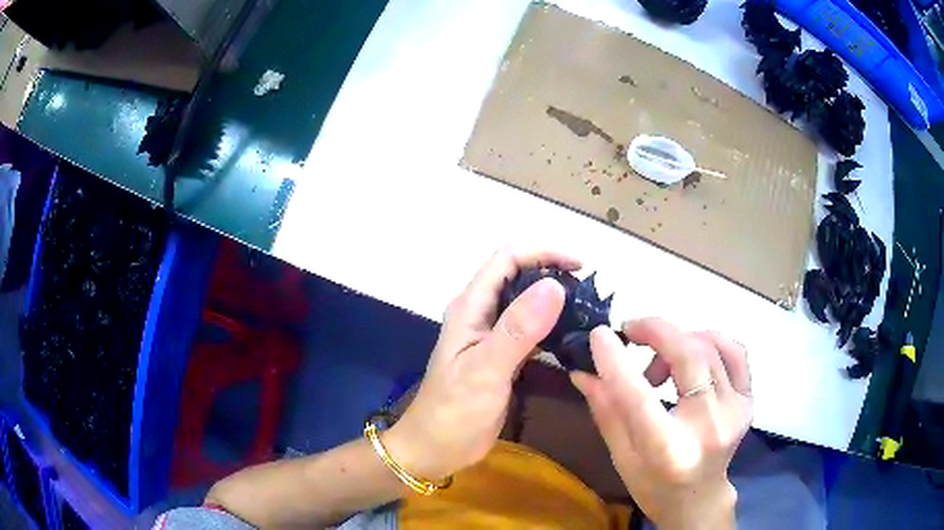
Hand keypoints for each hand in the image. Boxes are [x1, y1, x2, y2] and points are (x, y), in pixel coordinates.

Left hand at [384, 247, 579, 479]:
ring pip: (526, 302)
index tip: (582, 266)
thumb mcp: (485, 371)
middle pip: (518, 275)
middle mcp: (480, 314)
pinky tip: (571, 336)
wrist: (435, 449)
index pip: (508, 259)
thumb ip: (517, 330)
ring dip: (554, 299)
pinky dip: (551, 325)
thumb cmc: (453, 413)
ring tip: (588, 310)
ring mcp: (490, 335)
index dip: (544, 252)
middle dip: (553, 272)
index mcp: (471, 307)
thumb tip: (554, 286)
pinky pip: (530, 329)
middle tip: (590, 291)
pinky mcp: (501, 356)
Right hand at [572, 319, 751, 529]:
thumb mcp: (621, 457)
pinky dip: (711, 340)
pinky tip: (693, 348)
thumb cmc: (654, 485)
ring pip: (710, 347)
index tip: (599, 334)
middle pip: (687, 356)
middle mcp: (708, 426)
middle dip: (655, 331)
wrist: (699, 500)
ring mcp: (735, 411)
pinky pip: (735, 352)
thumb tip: (582, 371)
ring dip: (678, 341)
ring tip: (659, 361)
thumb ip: (606, 411)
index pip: (639, 396)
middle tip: (631, 330)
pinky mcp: (748, 402)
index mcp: (667, 449)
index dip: (616, 360)